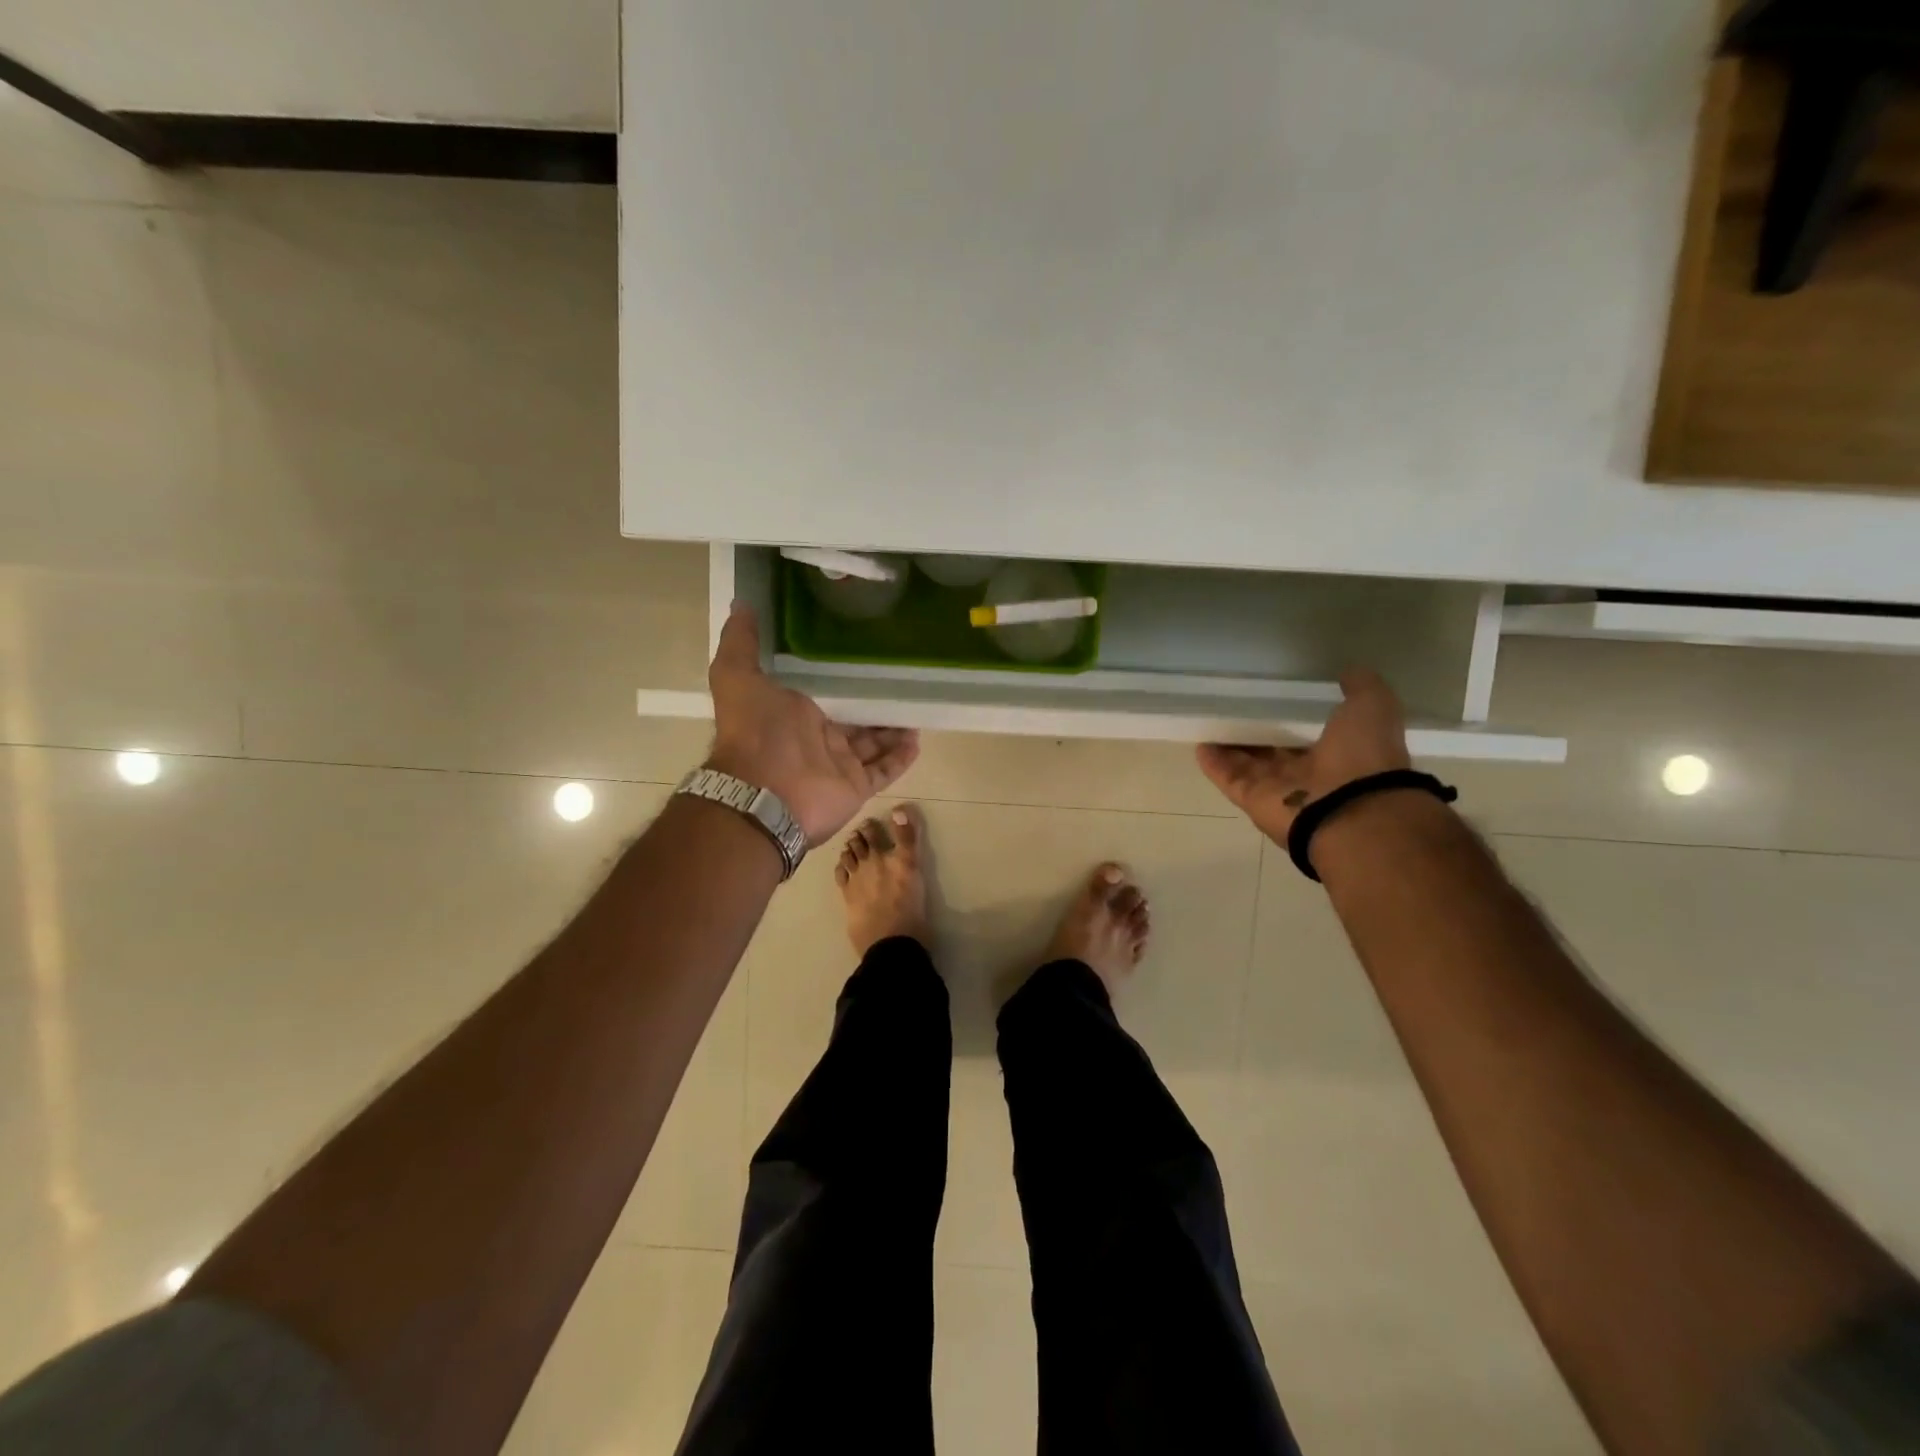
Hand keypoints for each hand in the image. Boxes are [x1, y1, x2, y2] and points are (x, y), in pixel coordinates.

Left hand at [706, 602, 920, 847]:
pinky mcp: (856, 788)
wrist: (763, 793)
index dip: (846, 684)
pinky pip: (885, 771)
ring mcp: (839, 766)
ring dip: (893, 730)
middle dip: (876, 707)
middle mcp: (818, 741)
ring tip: (918, 708)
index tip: (868, 662)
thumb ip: (741, 642)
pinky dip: (901, 758)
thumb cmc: (755, 732)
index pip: (827, 698)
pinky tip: (918, 738)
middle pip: (855, 722)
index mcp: (794, 716)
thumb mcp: (738, 676)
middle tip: (904, 683)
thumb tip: (740, 604)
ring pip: (874, 745)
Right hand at [1196, 668, 1411, 843]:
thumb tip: (1349, 671)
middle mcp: (1306, 774)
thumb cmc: (1363, 757)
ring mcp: (1277, 789)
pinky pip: (1229, 778)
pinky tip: (1200, 743)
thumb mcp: (1372, 707)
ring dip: (1230, 747)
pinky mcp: (1251, 799)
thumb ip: (1361, 688)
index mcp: (1338, 753)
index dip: (1291, 718)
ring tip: (1210, 722)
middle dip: (1256, 733)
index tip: (1273, 699)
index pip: (1307, 733)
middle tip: (1234, 709)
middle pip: (1273, 751)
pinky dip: (1214, 763)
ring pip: (1247, 764)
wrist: (1350, 811)